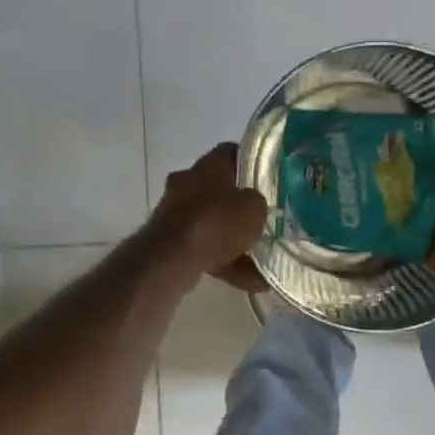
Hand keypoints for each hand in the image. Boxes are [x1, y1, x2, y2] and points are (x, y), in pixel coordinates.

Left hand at [150, 143, 269, 289]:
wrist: (173, 257)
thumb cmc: (217, 222)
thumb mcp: (254, 208)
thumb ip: (258, 202)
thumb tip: (255, 205)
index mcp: (208, 166)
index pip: (231, 152)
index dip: (250, 164)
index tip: (266, 179)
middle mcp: (187, 182)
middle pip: (218, 190)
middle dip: (238, 207)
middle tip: (261, 220)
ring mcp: (174, 212)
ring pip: (210, 222)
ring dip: (231, 239)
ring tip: (260, 260)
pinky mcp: (168, 240)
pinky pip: (202, 247)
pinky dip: (223, 261)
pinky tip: (248, 281)